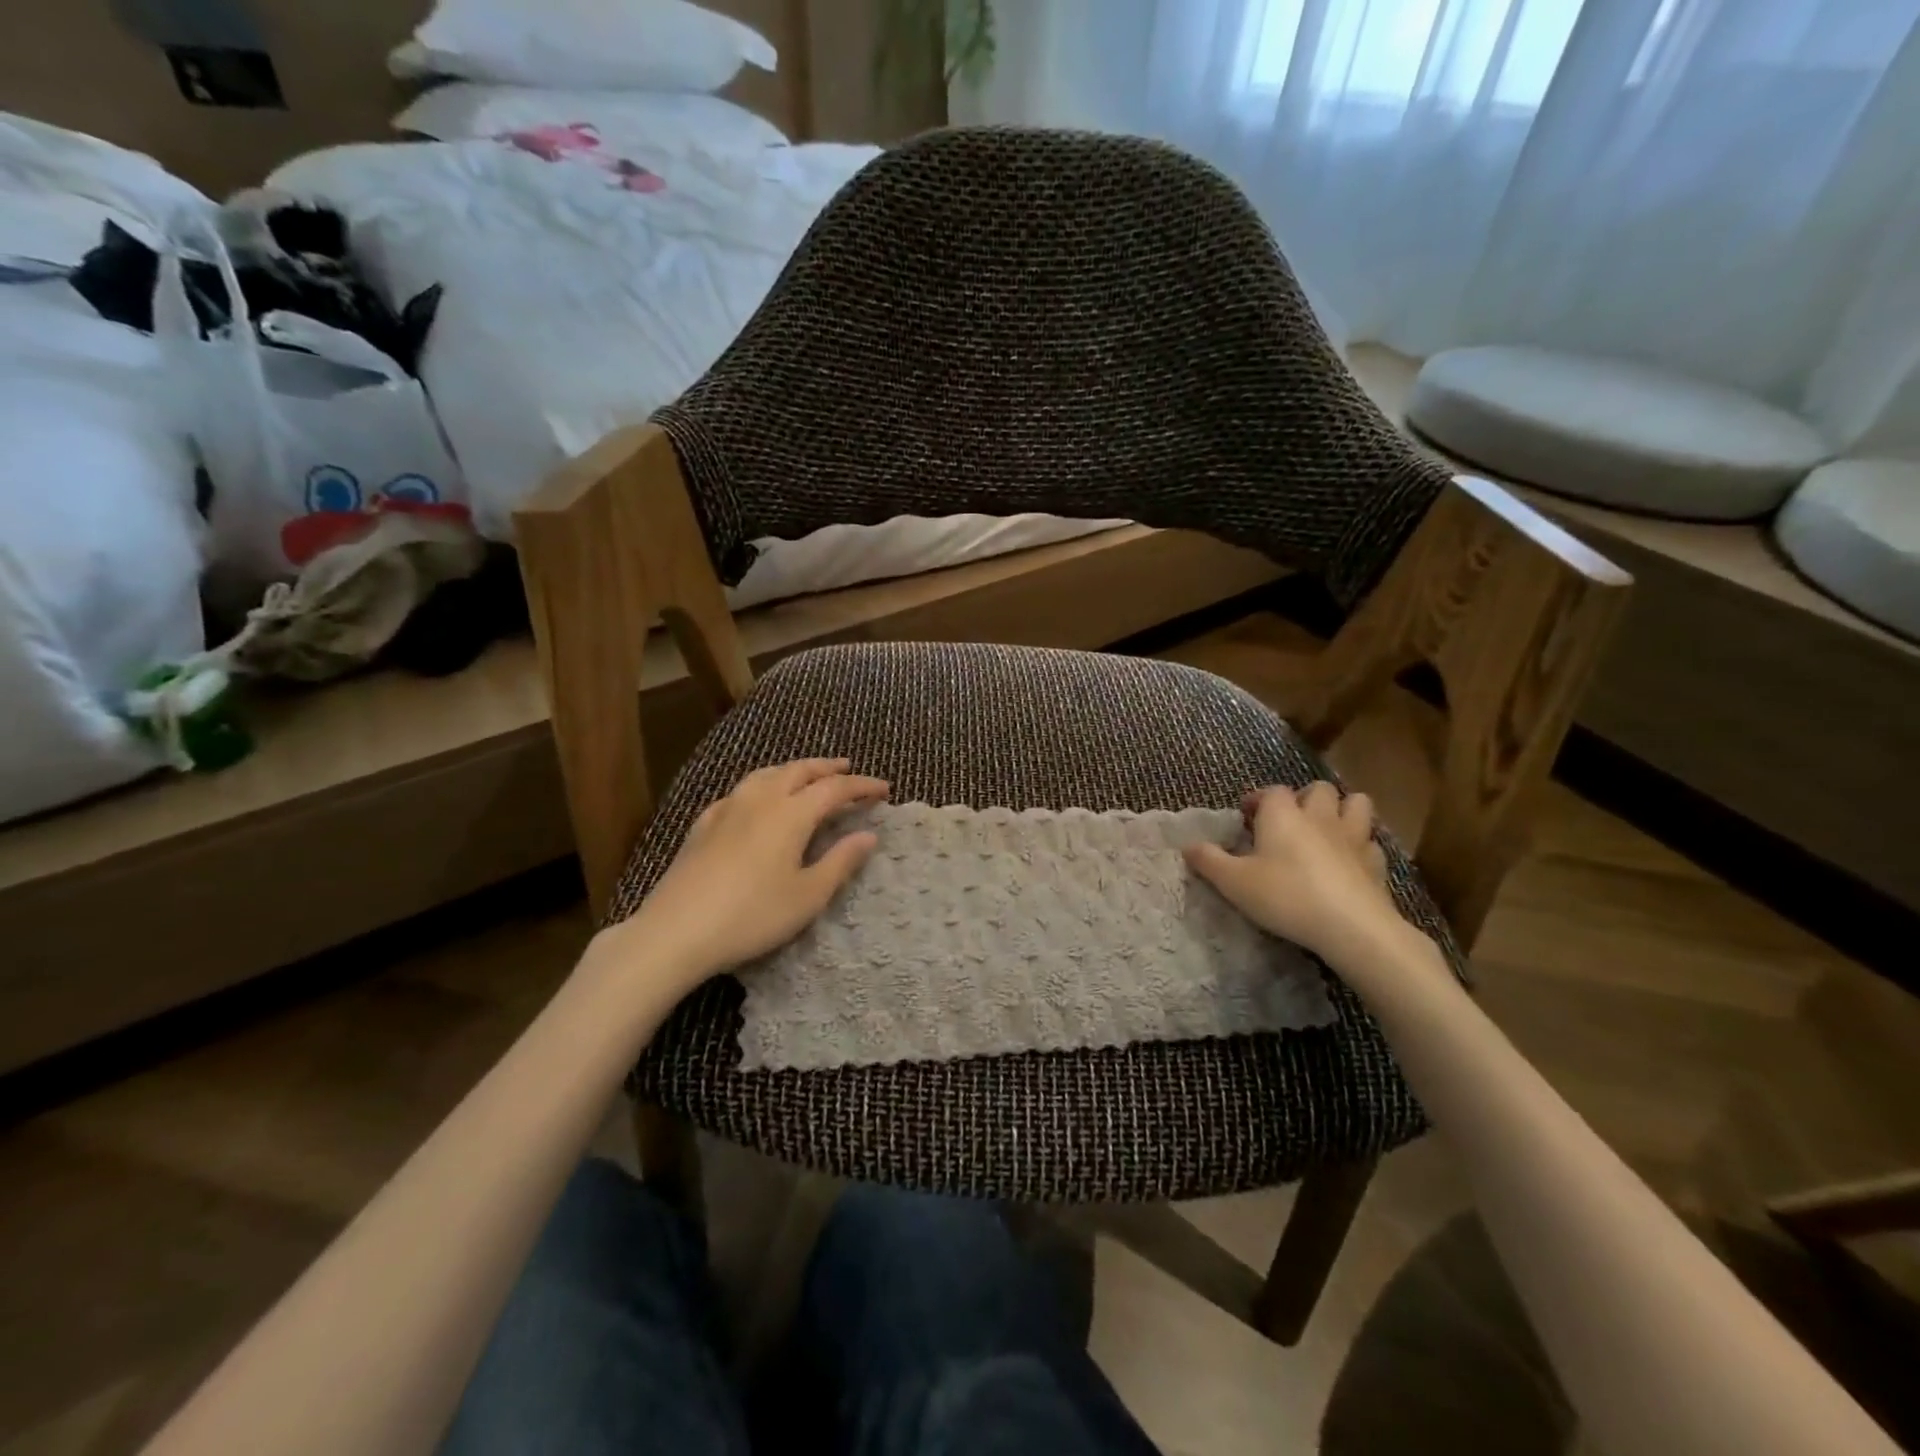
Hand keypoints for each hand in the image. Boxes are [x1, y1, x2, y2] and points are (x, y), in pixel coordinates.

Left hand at [610, 759, 888, 990]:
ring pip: (766, 774)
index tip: (884, 790)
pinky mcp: (703, 825)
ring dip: (793, 770)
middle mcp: (760, 800)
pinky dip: (761, 786)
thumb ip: (841, 861)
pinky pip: (740, 791)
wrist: (676, 931)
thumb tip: (869, 835)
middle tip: (848, 769)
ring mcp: (727, 809)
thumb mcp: (808, 896)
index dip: (862, 785)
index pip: (834, 788)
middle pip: (799, 771)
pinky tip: (755, 800)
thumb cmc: (752, 916)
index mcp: (791, 814)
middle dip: (827, 767)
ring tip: (806, 776)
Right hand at [1184, 781, 1400, 964]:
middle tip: (1289, 821)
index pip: (1271, 791)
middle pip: (1317, 789)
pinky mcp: (1376, 863)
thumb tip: (1187, 845)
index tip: (1247, 817)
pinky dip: (1360, 846)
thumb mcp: (1233, 882)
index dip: (1258, 800)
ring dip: (1342, 810)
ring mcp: (1353, 837)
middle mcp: (1319, 816)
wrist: (1351, 927)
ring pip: (1356, 804)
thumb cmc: (1285, 896)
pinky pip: (1370, 842)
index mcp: (1282, 814)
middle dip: (1304, 797)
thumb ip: (1208, 861)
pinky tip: (1349, 862)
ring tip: (1326, 830)